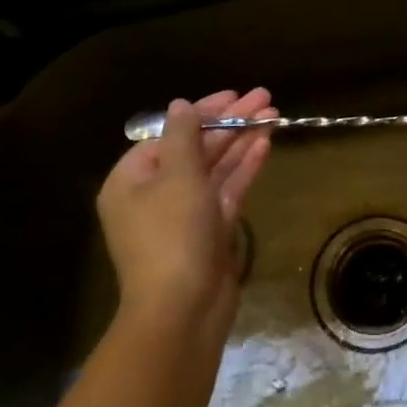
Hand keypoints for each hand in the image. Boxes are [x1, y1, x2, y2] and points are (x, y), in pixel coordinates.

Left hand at [96, 88, 275, 334]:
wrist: (182, 310)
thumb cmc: (172, 234)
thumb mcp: (177, 175)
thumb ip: (183, 135)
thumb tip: (180, 105)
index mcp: (132, 180)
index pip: (169, 134)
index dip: (204, 112)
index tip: (234, 96)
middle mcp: (155, 194)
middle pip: (196, 148)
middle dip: (231, 123)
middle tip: (265, 98)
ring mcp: (184, 215)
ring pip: (215, 168)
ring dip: (242, 141)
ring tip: (274, 114)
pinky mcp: (209, 232)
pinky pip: (226, 190)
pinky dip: (244, 168)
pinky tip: (265, 144)